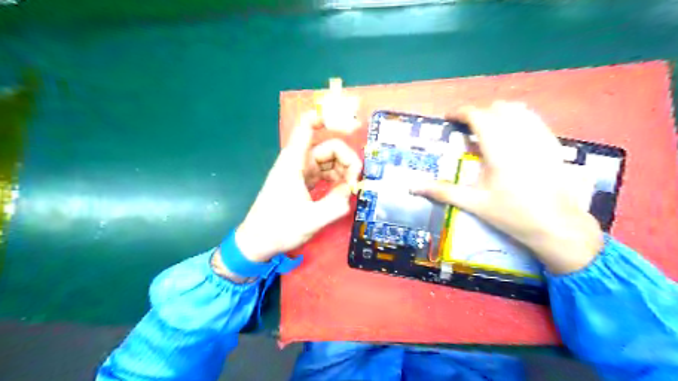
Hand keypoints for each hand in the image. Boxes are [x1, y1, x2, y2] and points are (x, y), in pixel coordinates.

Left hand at [230, 110, 364, 264]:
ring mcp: (299, 171)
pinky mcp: (301, 182)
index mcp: (293, 162)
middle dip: (347, 160)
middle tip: (356, 182)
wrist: (257, 242)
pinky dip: (336, 178)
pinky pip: (324, 172)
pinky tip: (342, 191)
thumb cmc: (278, 229)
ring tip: (351, 190)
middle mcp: (297, 161)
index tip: (353, 127)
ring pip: (328, 160)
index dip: (329, 118)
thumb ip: (336, 205)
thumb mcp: (311, 220)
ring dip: (343, 170)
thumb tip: (352, 192)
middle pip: (328, 147)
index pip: (308, 126)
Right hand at [410, 101, 599, 273]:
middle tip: (465, 127)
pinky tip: (511, 135)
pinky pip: (533, 118)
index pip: (478, 116)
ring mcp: (540, 137)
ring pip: (518, 109)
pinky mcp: (552, 143)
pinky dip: (517, 118)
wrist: (556, 225)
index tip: (449, 118)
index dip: (461, 112)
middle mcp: (520, 136)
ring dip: (498, 112)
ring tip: (487, 127)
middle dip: (478, 112)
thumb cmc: (511, 213)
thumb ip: (442, 191)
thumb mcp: (473, 203)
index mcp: (499, 148)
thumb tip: (412, 188)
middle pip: (497, 108)